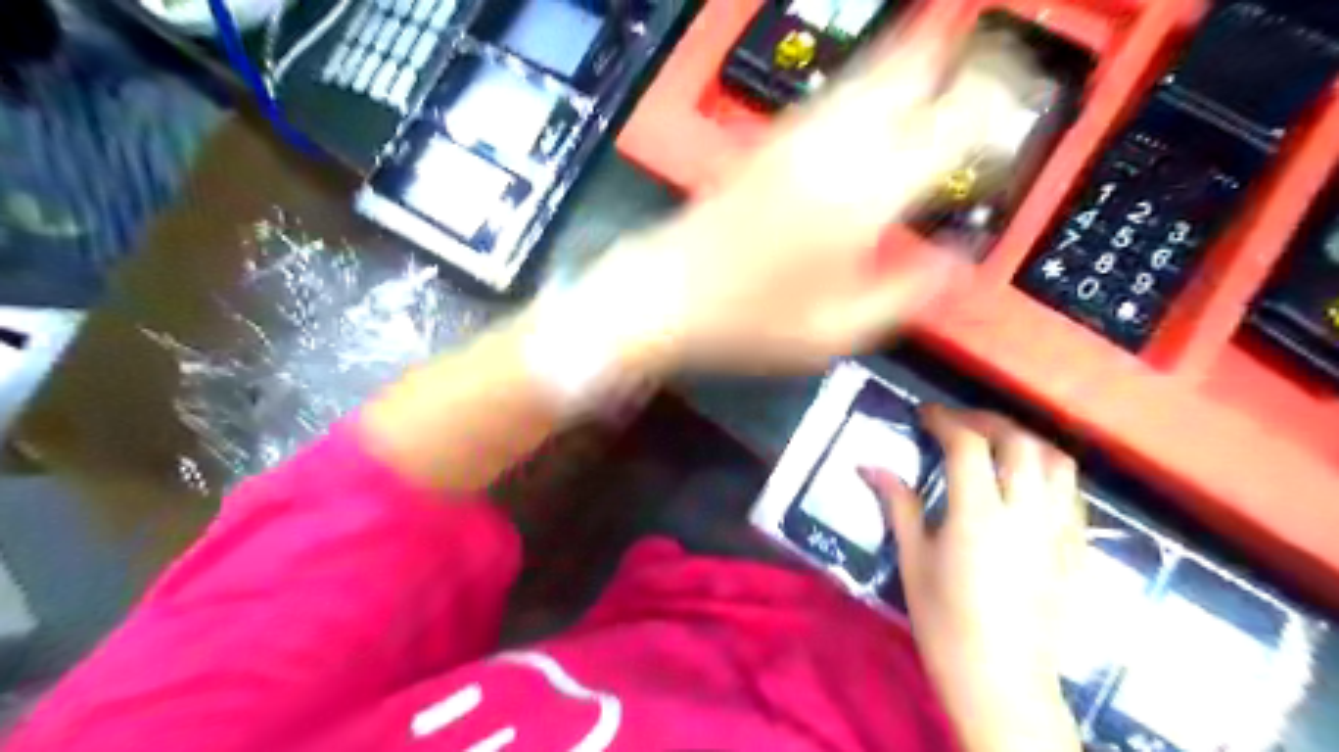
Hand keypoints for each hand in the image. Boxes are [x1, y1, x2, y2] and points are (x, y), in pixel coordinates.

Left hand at [570, 31, 1037, 372]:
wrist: (663, 295)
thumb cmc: (748, 323)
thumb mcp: (836, 332)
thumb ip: (904, 294)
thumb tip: (952, 263)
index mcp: (861, 197)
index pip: (949, 131)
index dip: (991, 117)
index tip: (1012, 121)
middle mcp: (832, 151)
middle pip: (908, 75)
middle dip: (955, 63)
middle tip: (986, 68)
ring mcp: (794, 139)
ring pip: (867, 73)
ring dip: (911, 60)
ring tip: (943, 55)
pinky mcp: (767, 143)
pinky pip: (830, 94)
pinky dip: (866, 81)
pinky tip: (873, 93)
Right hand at [858, 407, 1085, 749]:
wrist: (1002, 680)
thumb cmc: (945, 622)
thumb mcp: (913, 560)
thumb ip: (898, 505)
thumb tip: (870, 465)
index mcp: (979, 515)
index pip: (968, 445)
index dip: (945, 420)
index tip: (925, 415)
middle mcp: (1026, 513)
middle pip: (1019, 442)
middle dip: (986, 420)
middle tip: (958, 422)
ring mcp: (1059, 530)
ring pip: (1056, 461)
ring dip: (1024, 440)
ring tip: (997, 443)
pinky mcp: (1077, 549)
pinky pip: (1071, 492)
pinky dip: (1047, 470)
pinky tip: (1027, 481)